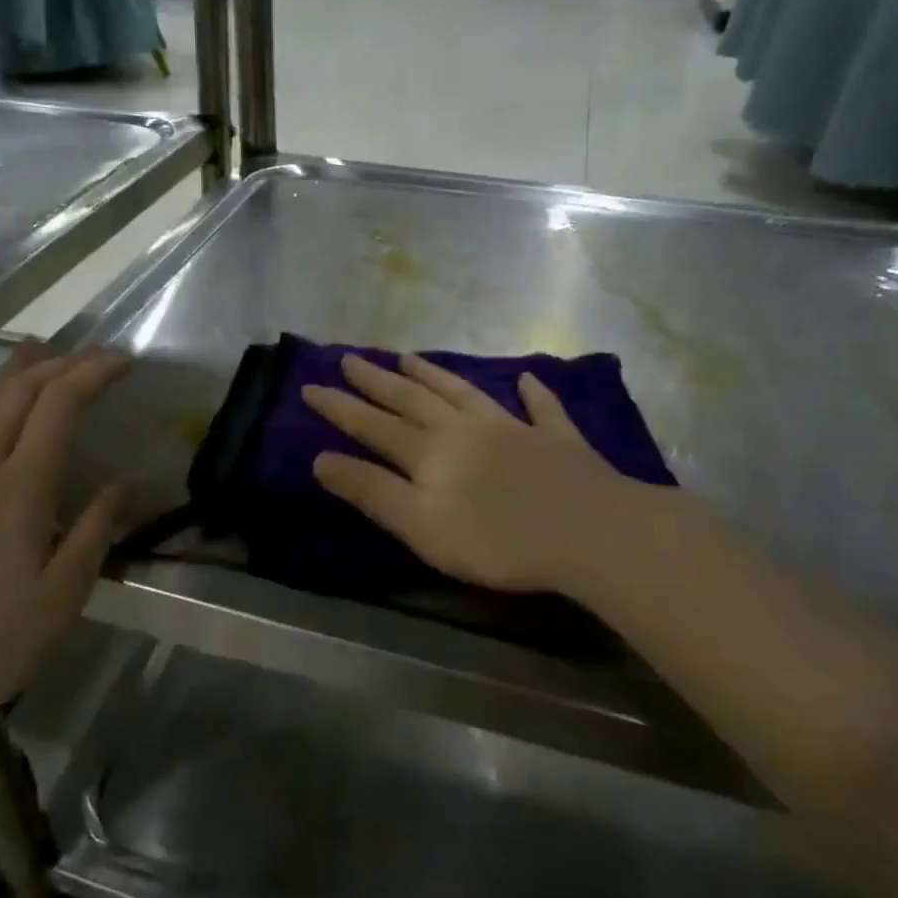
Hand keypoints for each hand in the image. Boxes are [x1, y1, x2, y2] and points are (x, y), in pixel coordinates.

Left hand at [0, 346, 127, 739]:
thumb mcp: (61, 596)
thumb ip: (95, 530)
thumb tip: (127, 481)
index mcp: (19, 486)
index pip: (59, 403)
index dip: (93, 372)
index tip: (125, 362)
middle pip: (17, 390)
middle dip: (60, 364)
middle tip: (95, 359)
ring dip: (16, 373)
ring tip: (40, 355)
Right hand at [302, 352, 640, 594]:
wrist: (586, 531)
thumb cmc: (495, 539)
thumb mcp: (419, 525)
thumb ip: (371, 491)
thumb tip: (321, 459)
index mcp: (429, 452)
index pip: (373, 425)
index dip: (340, 407)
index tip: (310, 385)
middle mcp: (464, 429)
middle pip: (413, 400)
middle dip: (377, 380)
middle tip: (350, 358)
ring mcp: (513, 428)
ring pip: (465, 393)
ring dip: (436, 376)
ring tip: (410, 358)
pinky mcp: (557, 439)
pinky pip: (542, 409)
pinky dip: (533, 394)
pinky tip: (526, 380)